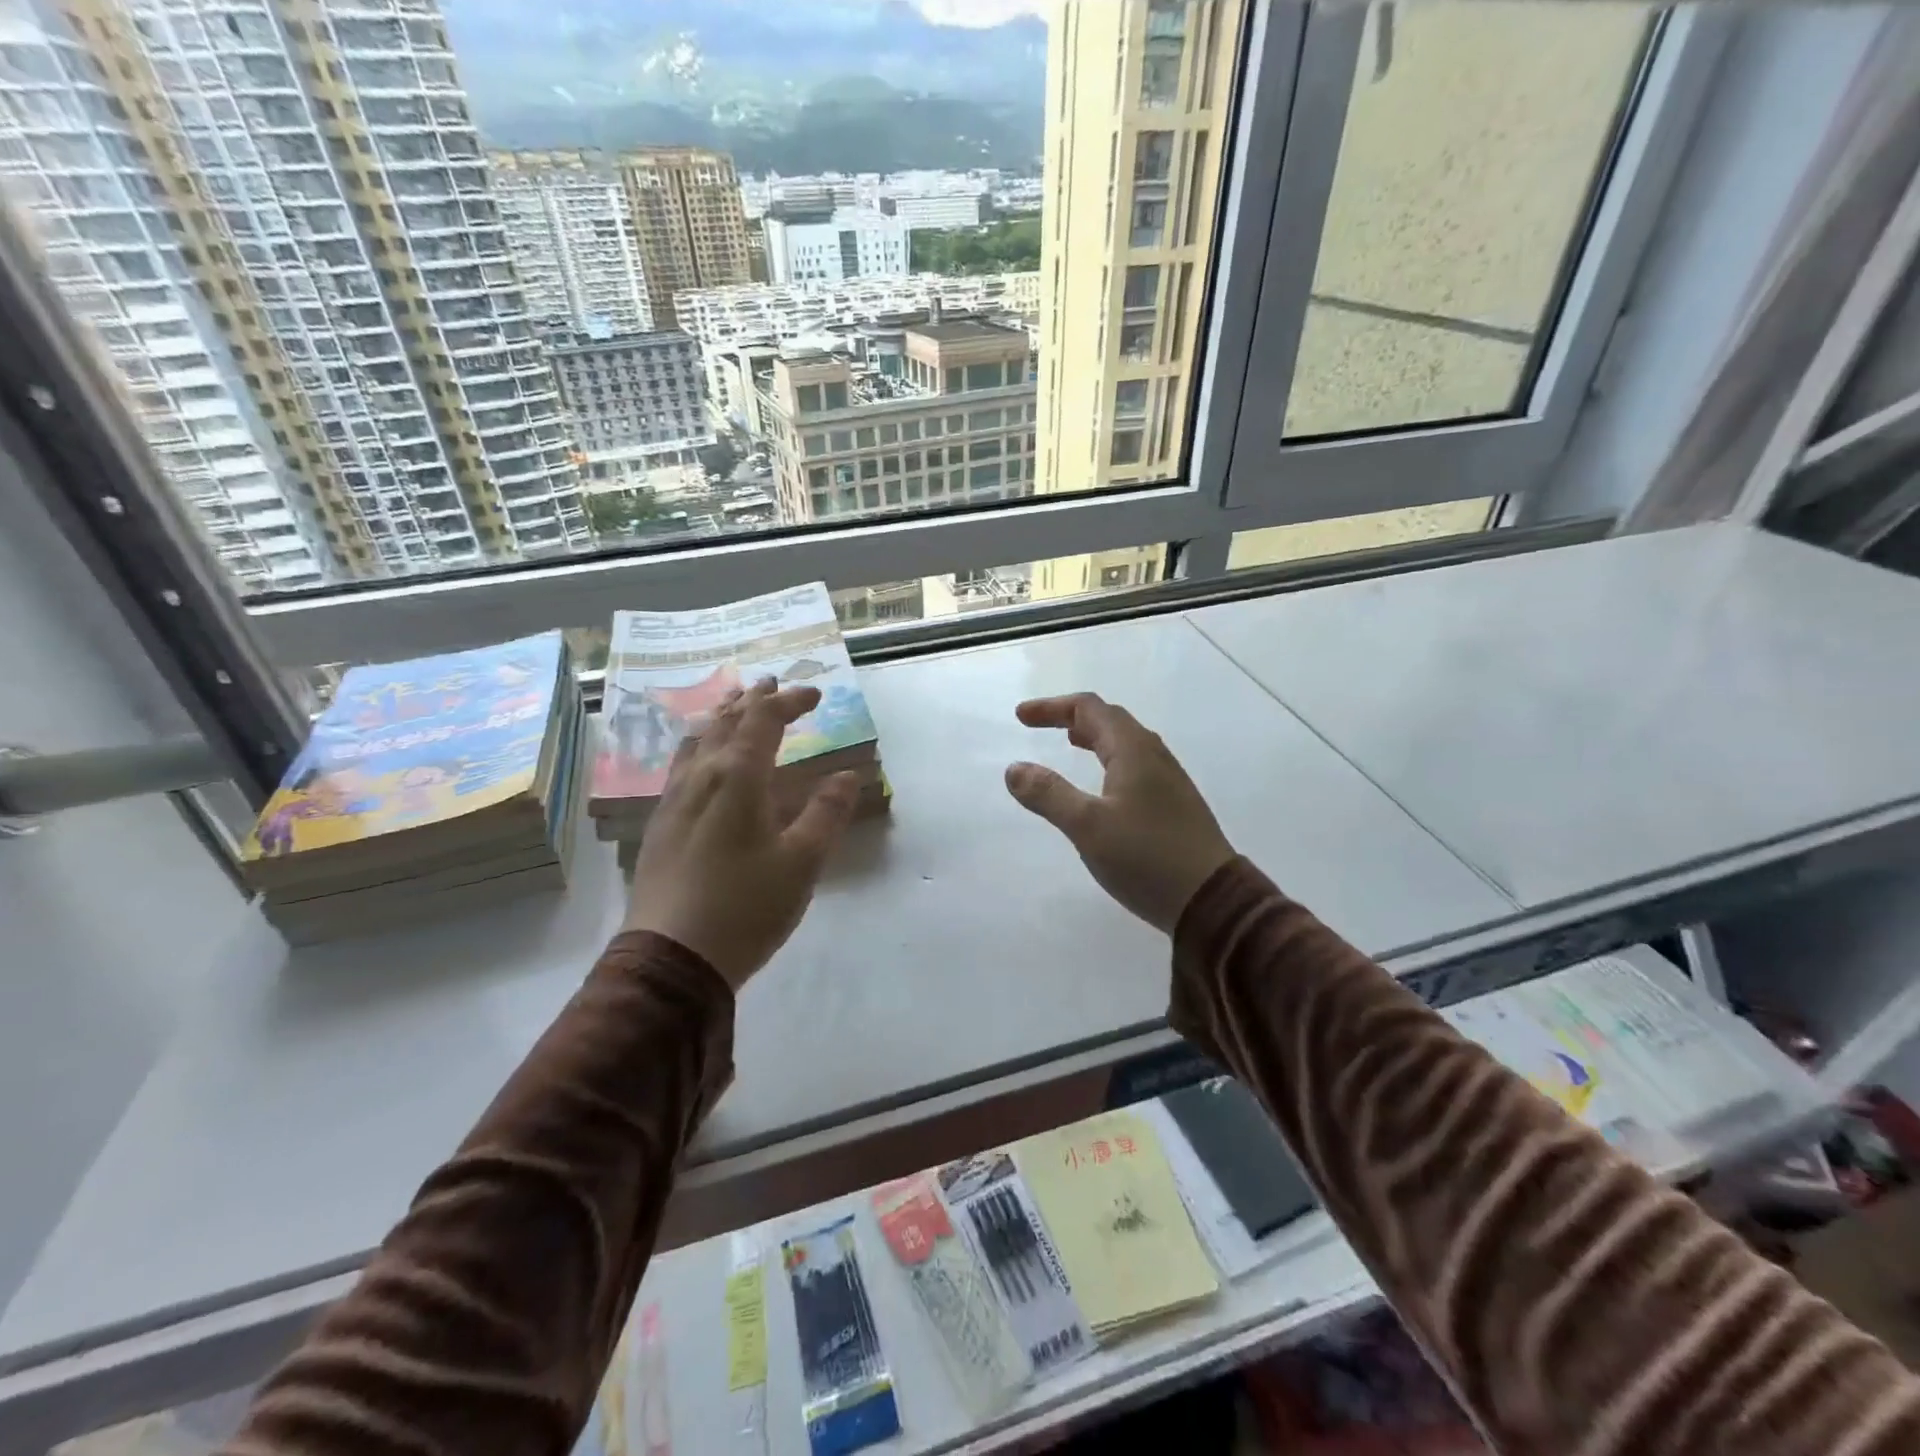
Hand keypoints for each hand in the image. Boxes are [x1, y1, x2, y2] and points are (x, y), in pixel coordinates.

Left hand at [623, 677, 858, 990]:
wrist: (672, 957)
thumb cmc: (746, 906)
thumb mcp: (802, 862)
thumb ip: (826, 814)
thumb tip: (846, 777)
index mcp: (738, 777)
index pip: (764, 720)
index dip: (790, 701)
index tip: (815, 695)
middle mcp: (701, 776)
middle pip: (725, 721)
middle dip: (752, 699)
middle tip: (771, 684)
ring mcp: (674, 799)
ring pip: (697, 740)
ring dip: (720, 716)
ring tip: (733, 705)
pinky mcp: (660, 823)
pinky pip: (681, 764)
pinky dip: (700, 744)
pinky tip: (700, 758)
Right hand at [1005, 693, 1235, 933]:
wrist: (1212, 900)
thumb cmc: (1146, 857)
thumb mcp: (1087, 826)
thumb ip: (1049, 794)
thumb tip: (1014, 768)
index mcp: (1133, 750)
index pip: (1089, 709)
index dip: (1052, 707)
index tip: (1020, 718)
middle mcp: (1154, 756)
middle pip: (1110, 720)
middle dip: (1072, 718)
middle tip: (1040, 727)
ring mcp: (1169, 781)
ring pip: (1126, 743)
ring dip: (1093, 737)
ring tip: (1070, 745)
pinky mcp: (1174, 806)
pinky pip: (1135, 766)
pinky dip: (1109, 760)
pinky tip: (1104, 786)